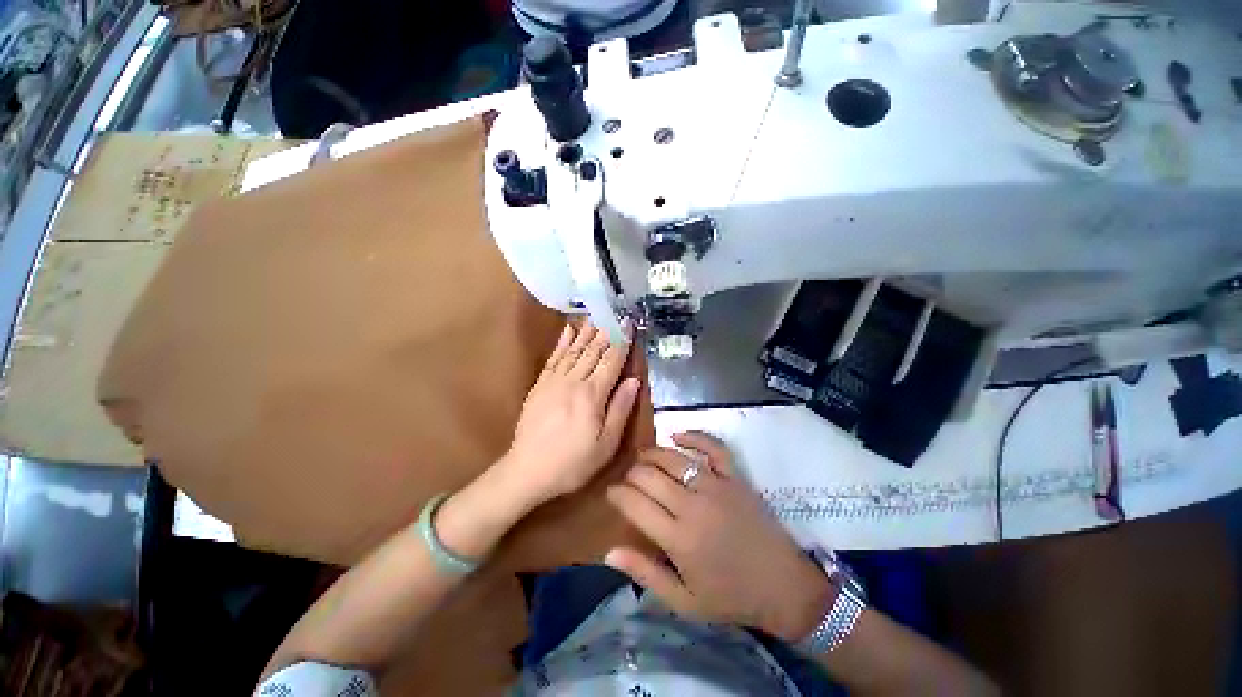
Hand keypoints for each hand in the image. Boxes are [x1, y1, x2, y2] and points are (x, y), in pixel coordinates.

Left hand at [501, 320, 640, 508]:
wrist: (527, 470)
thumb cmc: (573, 462)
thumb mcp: (605, 444)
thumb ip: (620, 409)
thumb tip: (634, 380)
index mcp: (592, 395)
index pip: (611, 361)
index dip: (622, 341)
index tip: (629, 324)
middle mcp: (574, 381)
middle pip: (593, 351)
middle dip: (606, 331)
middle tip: (615, 313)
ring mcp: (554, 381)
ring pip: (574, 350)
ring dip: (587, 331)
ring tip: (596, 315)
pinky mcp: (540, 385)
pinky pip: (553, 357)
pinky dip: (562, 342)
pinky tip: (568, 330)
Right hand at [604, 432, 835, 641]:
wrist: (783, 587)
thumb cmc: (731, 597)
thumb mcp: (683, 602)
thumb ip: (645, 574)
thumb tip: (608, 551)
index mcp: (678, 539)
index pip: (635, 504)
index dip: (617, 494)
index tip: (611, 492)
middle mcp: (693, 506)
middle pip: (649, 476)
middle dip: (631, 474)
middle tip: (627, 480)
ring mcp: (716, 486)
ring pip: (673, 458)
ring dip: (652, 454)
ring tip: (641, 458)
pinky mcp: (735, 477)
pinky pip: (712, 447)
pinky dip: (693, 436)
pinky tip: (676, 435)